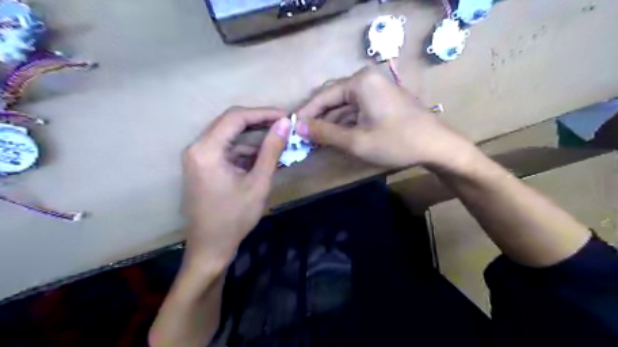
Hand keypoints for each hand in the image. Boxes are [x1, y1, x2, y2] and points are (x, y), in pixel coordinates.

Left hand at [181, 107, 290, 266]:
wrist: (210, 248)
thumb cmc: (235, 218)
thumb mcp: (258, 182)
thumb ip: (271, 150)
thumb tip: (285, 123)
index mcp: (207, 150)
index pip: (235, 118)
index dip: (263, 113)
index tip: (285, 116)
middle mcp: (196, 148)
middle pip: (229, 123)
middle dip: (258, 122)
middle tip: (283, 125)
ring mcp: (196, 157)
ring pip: (228, 136)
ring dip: (252, 138)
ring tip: (277, 141)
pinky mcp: (201, 166)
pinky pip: (224, 150)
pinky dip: (243, 151)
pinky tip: (261, 157)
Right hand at [295, 66, 473, 169]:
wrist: (437, 146)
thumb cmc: (396, 142)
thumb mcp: (356, 141)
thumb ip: (324, 133)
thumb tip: (298, 128)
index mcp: (360, 82)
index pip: (323, 96)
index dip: (306, 113)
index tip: (292, 128)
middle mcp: (367, 80)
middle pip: (333, 99)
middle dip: (318, 118)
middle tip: (303, 136)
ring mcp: (377, 90)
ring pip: (345, 106)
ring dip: (331, 123)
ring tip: (316, 140)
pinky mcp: (382, 101)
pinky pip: (357, 110)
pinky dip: (345, 124)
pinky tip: (336, 137)